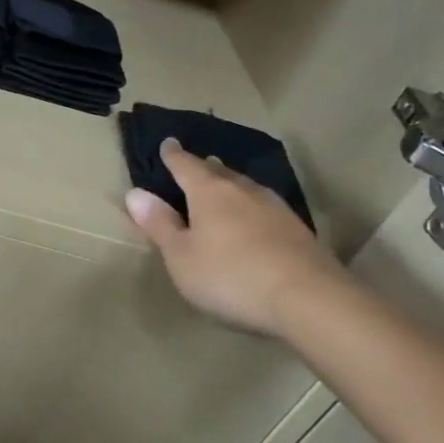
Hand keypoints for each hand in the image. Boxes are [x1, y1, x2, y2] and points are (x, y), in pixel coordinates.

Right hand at [125, 139, 341, 337]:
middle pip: (219, 171)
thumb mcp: (181, 256)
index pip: (185, 165)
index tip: (167, 143)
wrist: (308, 299)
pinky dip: (251, 205)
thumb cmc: (230, 276)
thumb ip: (159, 224)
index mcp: (209, 192)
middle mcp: (243, 191)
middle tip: (196, 163)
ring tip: (224, 184)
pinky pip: (264, 205)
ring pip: (245, 186)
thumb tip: (135, 193)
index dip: (173, 155)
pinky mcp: (297, 229)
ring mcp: (274, 208)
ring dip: (231, 183)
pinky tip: (254, 216)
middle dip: (204, 167)